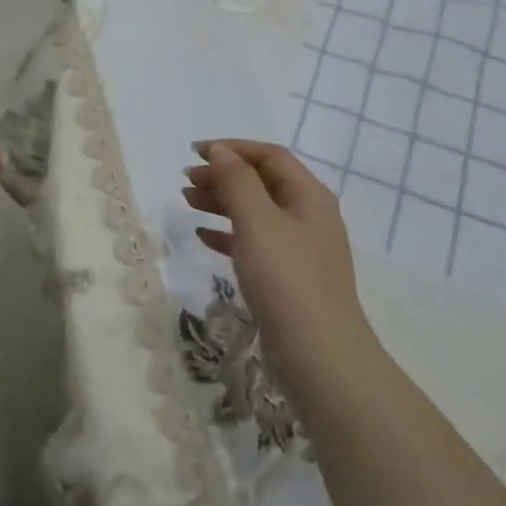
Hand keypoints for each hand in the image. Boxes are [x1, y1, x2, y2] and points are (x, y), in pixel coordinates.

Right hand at [183, 140, 371, 372]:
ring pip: (255, 213)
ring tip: (187, 201)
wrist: (318, 356)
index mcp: (309, 196)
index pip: (270, 156)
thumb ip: (237, 181)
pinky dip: (227, 235)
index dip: (232, 148)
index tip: (195, 152)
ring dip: (222, 202)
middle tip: (186, 180)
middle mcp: (308, 217)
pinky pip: (253, 244)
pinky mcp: (287, 279)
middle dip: (224, 176)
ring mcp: (299, 250)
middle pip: (262, 183)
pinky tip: (203, 237)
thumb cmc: (287, 279)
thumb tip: (221, 151)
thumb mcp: (258, 221)